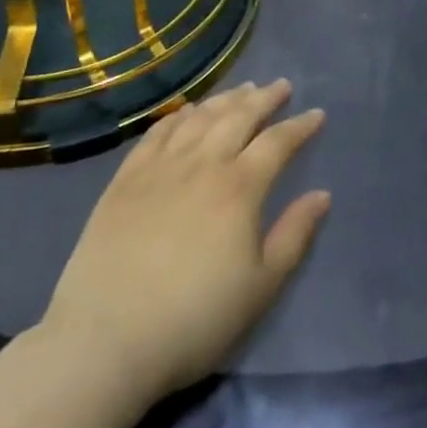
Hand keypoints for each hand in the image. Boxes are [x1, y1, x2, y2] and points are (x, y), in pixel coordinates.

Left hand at [40, 80, 329, 401]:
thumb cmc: (194, 319)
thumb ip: (294, 235)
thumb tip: (322, 195)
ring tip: (242, 89)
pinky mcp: (125, 180)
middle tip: (281, 86)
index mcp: (240, 187)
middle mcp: (203, 164)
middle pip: (239, 116)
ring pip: (199, 117)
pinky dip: (178, 116)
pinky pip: (157, 133)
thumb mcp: (260, 287)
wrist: (104, 342)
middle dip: (264, 98)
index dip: (300, 125)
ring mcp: (160, 168)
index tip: (316, 114)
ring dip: (225, 99)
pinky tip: (187, 111)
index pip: (278, 142)